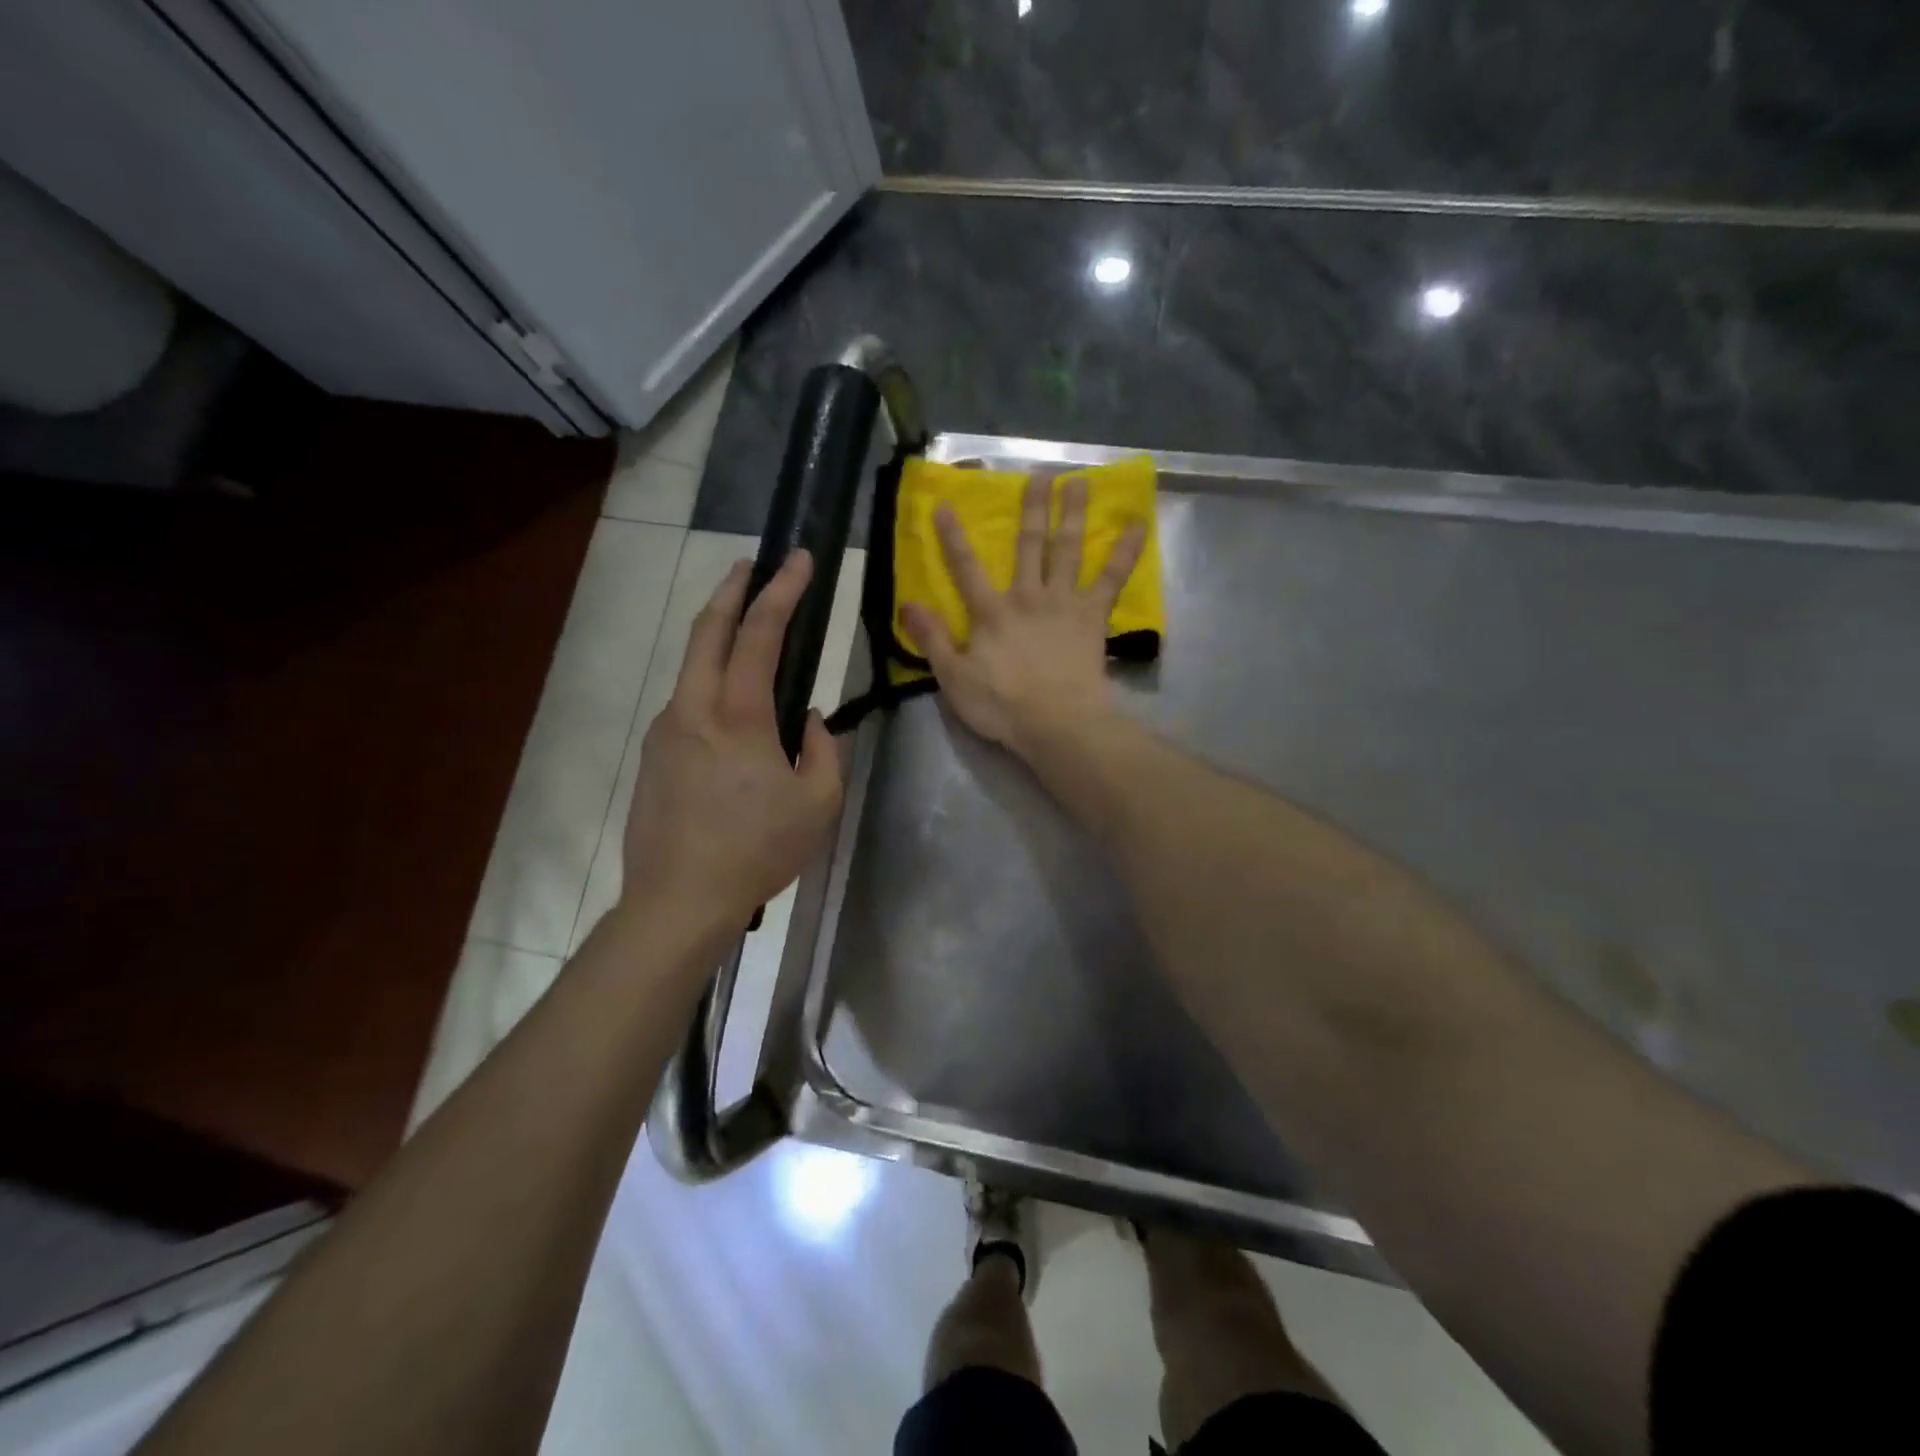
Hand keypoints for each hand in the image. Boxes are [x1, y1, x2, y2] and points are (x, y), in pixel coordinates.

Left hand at [622, 552, 842, 934]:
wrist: (678, 900)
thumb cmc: (758, 850)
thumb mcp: (818, 802)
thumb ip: (823, 749)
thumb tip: (809, 720)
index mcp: (738, 716)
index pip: (761, 634)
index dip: (783, 591)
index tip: (798, 560)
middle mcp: (693, 709)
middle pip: (708, 630)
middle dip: (732, 589)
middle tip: (753, 565)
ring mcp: (666, 729)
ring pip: (692, 664)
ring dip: (718, 634)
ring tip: (747, 631)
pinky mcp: (654, 754)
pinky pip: (687, 702)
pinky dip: (710, 680)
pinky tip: (732, 706)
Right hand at [901, 473, 1145, 756]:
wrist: (1058, 723)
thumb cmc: (1002, 706)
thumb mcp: (954, 678)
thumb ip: (933, 639)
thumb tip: (908, 603)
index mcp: (991, 613)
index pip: (966, 568)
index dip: (953, 537)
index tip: (945, 505)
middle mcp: (1027, 597)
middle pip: (1029, 546)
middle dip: (1031, 510)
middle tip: (1039, 476)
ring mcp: (1063, 603)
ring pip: (1067, 550)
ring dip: (1072, 515)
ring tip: (1079, 483)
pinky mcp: (1091, 617)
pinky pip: (1111, 579)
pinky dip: (1124, 552)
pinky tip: (1137, 526)